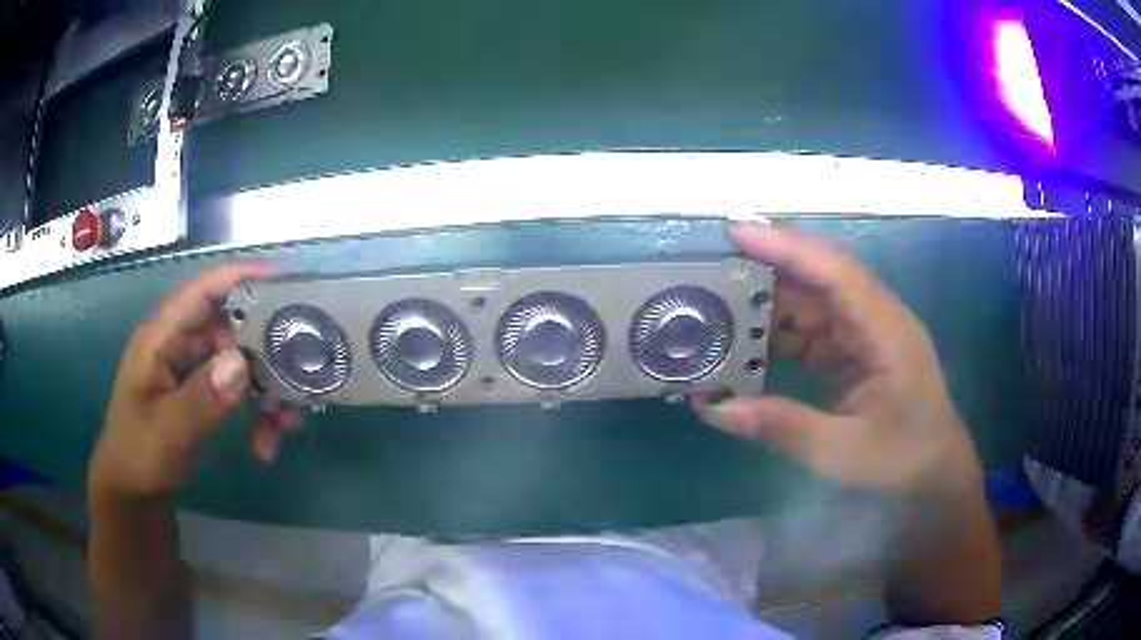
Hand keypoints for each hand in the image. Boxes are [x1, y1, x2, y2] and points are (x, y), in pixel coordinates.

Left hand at [89, 264, 301, 499]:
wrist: (133, 489)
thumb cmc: (138, 454)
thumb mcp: (165, 431)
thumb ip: (200, 399)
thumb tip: (241, 364)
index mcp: (162, 337)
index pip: (202, 292)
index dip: (240, 278)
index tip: (284, 281)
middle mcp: (180, 344)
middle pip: (231, 329)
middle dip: (266, 354)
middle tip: (299, 377)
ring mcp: (193, 369)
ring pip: (241, 363)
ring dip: (267, 391)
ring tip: (287, 424)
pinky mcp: (204, 393)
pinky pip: (239, 392)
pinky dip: (257, 415)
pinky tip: (266, 445)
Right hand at [694, 222, 982, 495]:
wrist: (933, 472)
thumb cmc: (901, 457)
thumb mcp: (841, 450)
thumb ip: (781, 425)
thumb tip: (711, 407)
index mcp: (887, 330)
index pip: (837, 272)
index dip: (788, 247)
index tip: (736, 231)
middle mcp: (875, 318)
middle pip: (818, 279)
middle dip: (767, 271)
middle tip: (710, 271)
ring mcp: (865, 333)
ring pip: (811, 303)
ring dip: (769, 306)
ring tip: (717, 310)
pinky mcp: (855, 350)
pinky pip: (812, 330)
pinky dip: (780, 336)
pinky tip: (748, 347)